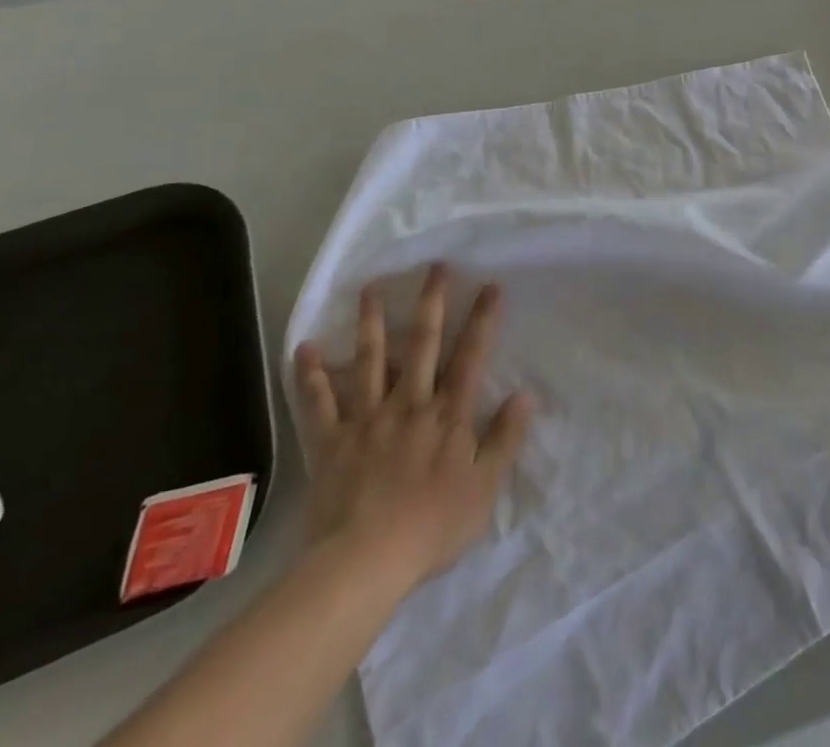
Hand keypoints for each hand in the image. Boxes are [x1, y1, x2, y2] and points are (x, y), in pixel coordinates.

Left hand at [292, 262, 532, 601]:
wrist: (365, 562)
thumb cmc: (432, 526)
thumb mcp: (484, 487)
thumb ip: (504, 439)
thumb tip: (525, 395)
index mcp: (448, 415)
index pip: (470, 356)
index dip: (482, 319)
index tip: (490, 285)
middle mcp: (409, 404)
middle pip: (423, 344)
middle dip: (432, 302)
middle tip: (435, 267)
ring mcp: (367, 418)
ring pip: (370, 360)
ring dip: (371, 322)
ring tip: (370, 288)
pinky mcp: (332, 440)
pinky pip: (319, 403)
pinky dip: (311, 375)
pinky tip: (305, 347)